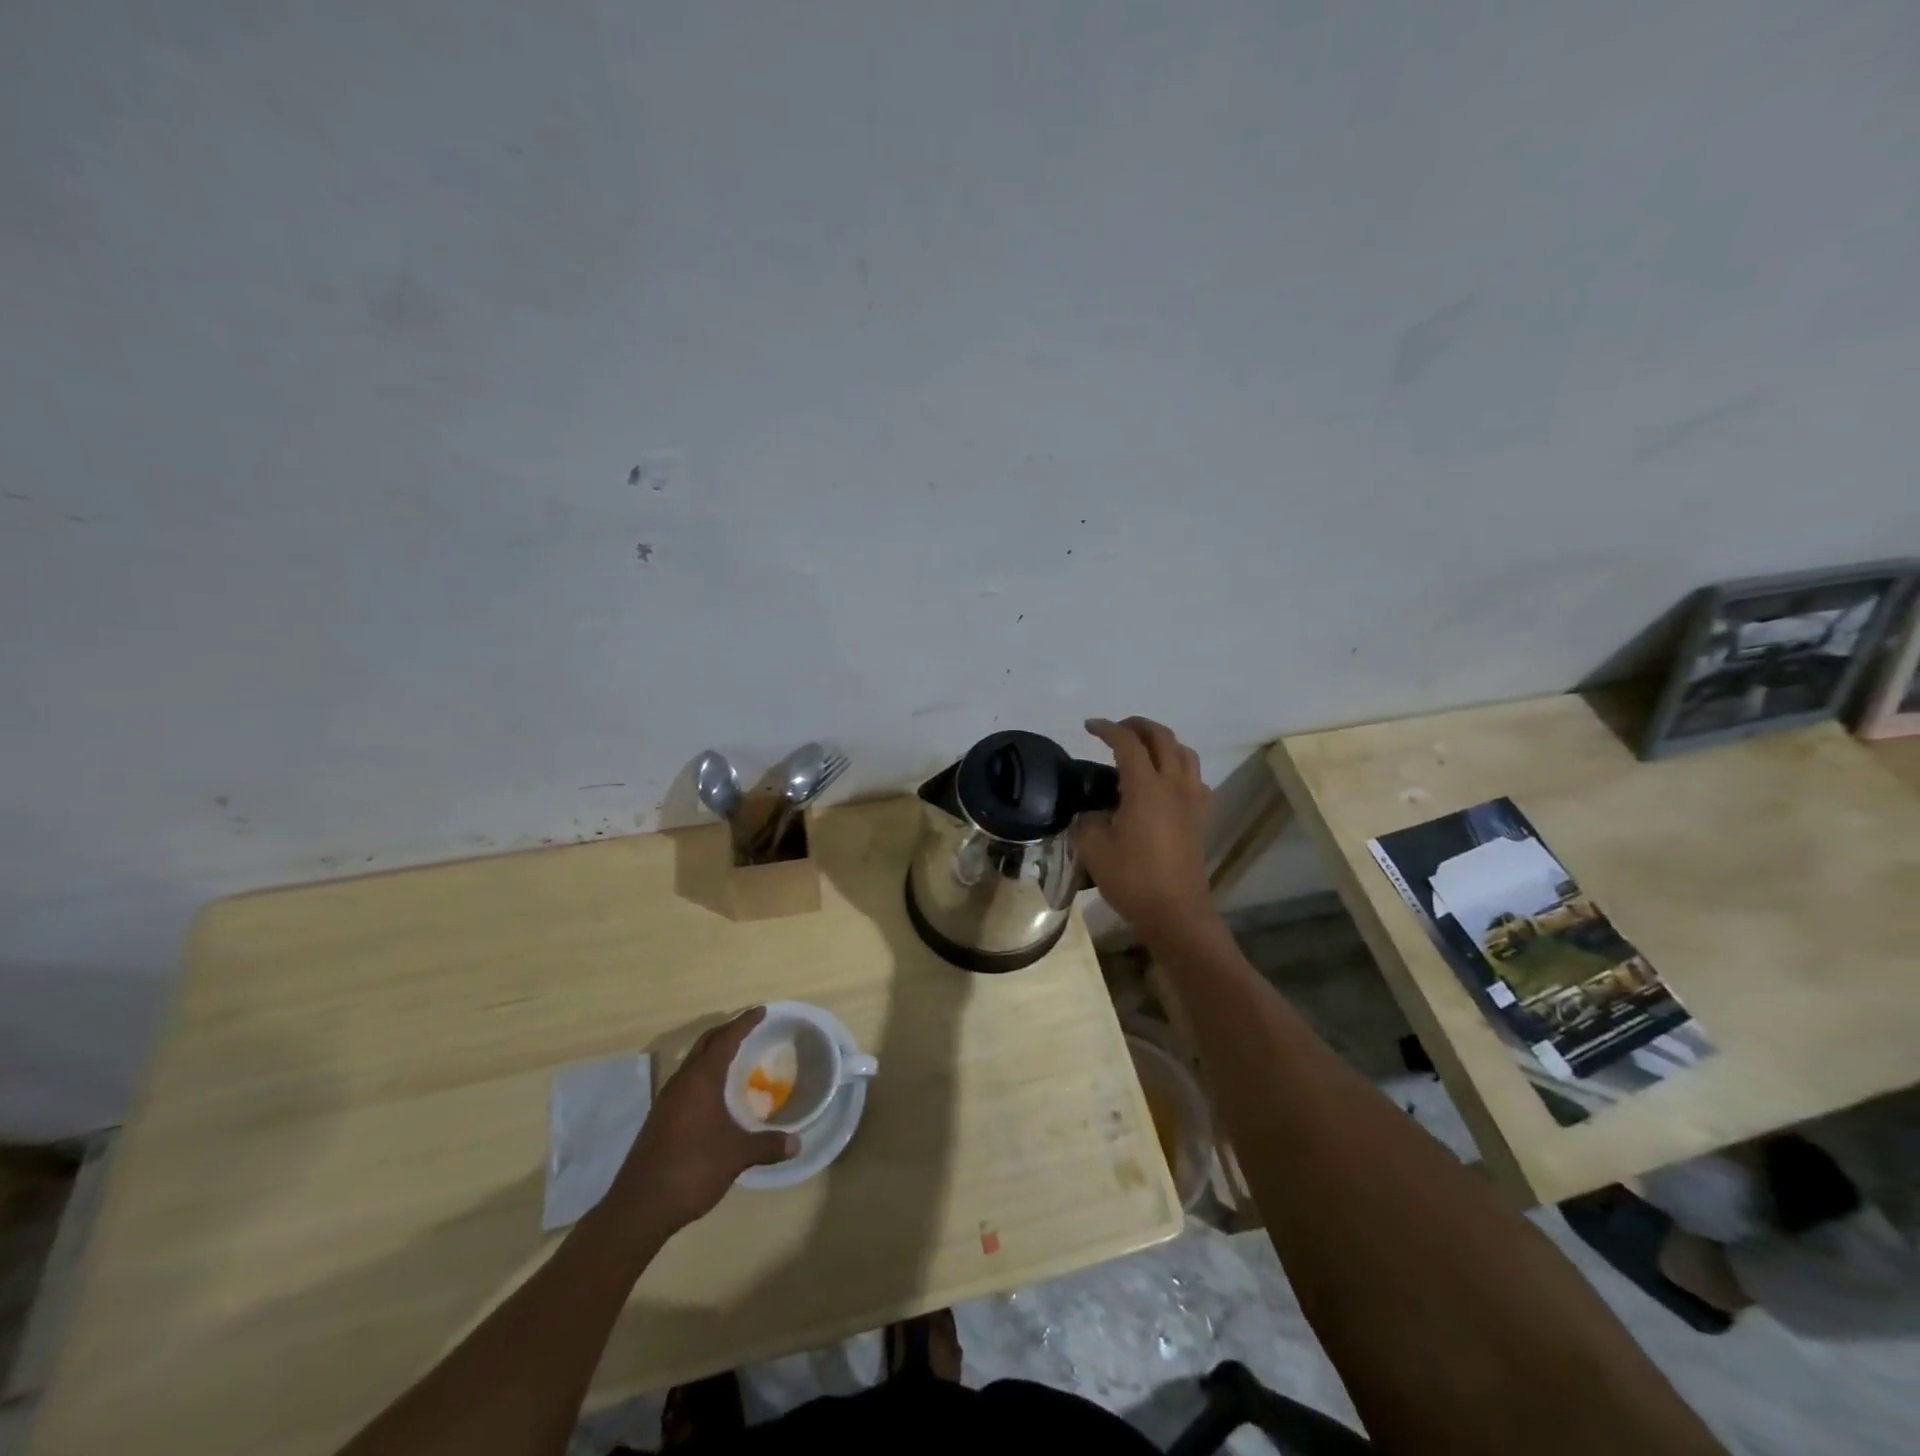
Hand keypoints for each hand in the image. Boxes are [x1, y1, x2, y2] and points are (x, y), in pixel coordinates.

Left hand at [615, 1008, 796, 1230]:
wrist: (639, 1208)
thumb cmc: (691, 1169)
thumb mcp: (736, 1156)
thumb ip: (767, 1145)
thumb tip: (797, 1143)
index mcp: (701, 1080)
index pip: (725, 1039)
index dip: (744, 1023)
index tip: (761, 1011)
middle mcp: (681, 1082)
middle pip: (705, 1044)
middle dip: (727, 1031)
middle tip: (749, 1026)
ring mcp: (666, 1100)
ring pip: (692, 1062)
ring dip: (712, 1052)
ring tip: (734, 1055)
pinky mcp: (659, 1119)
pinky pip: (686, 1081)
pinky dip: (703, 1073)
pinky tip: (713, 1092)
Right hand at [1073, 717, 1214, 942]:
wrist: (1175, 912)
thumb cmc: (1132, 879)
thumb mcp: (1093, 849)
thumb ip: (1087, 822)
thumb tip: (1091, 814)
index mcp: (1145, 787)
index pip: (1127, 743)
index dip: (1107, 729)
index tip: (1089, 726)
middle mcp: (1174, 785)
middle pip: (1162, 737)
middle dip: (1138, 726)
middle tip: (1117, 730)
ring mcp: (1193, 800)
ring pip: (1184, 753)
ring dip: (1163, 743)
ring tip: (1143, 751)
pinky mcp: (1201, 817)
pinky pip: (1195, 779)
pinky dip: (1179, 769)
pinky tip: (1166, 784)